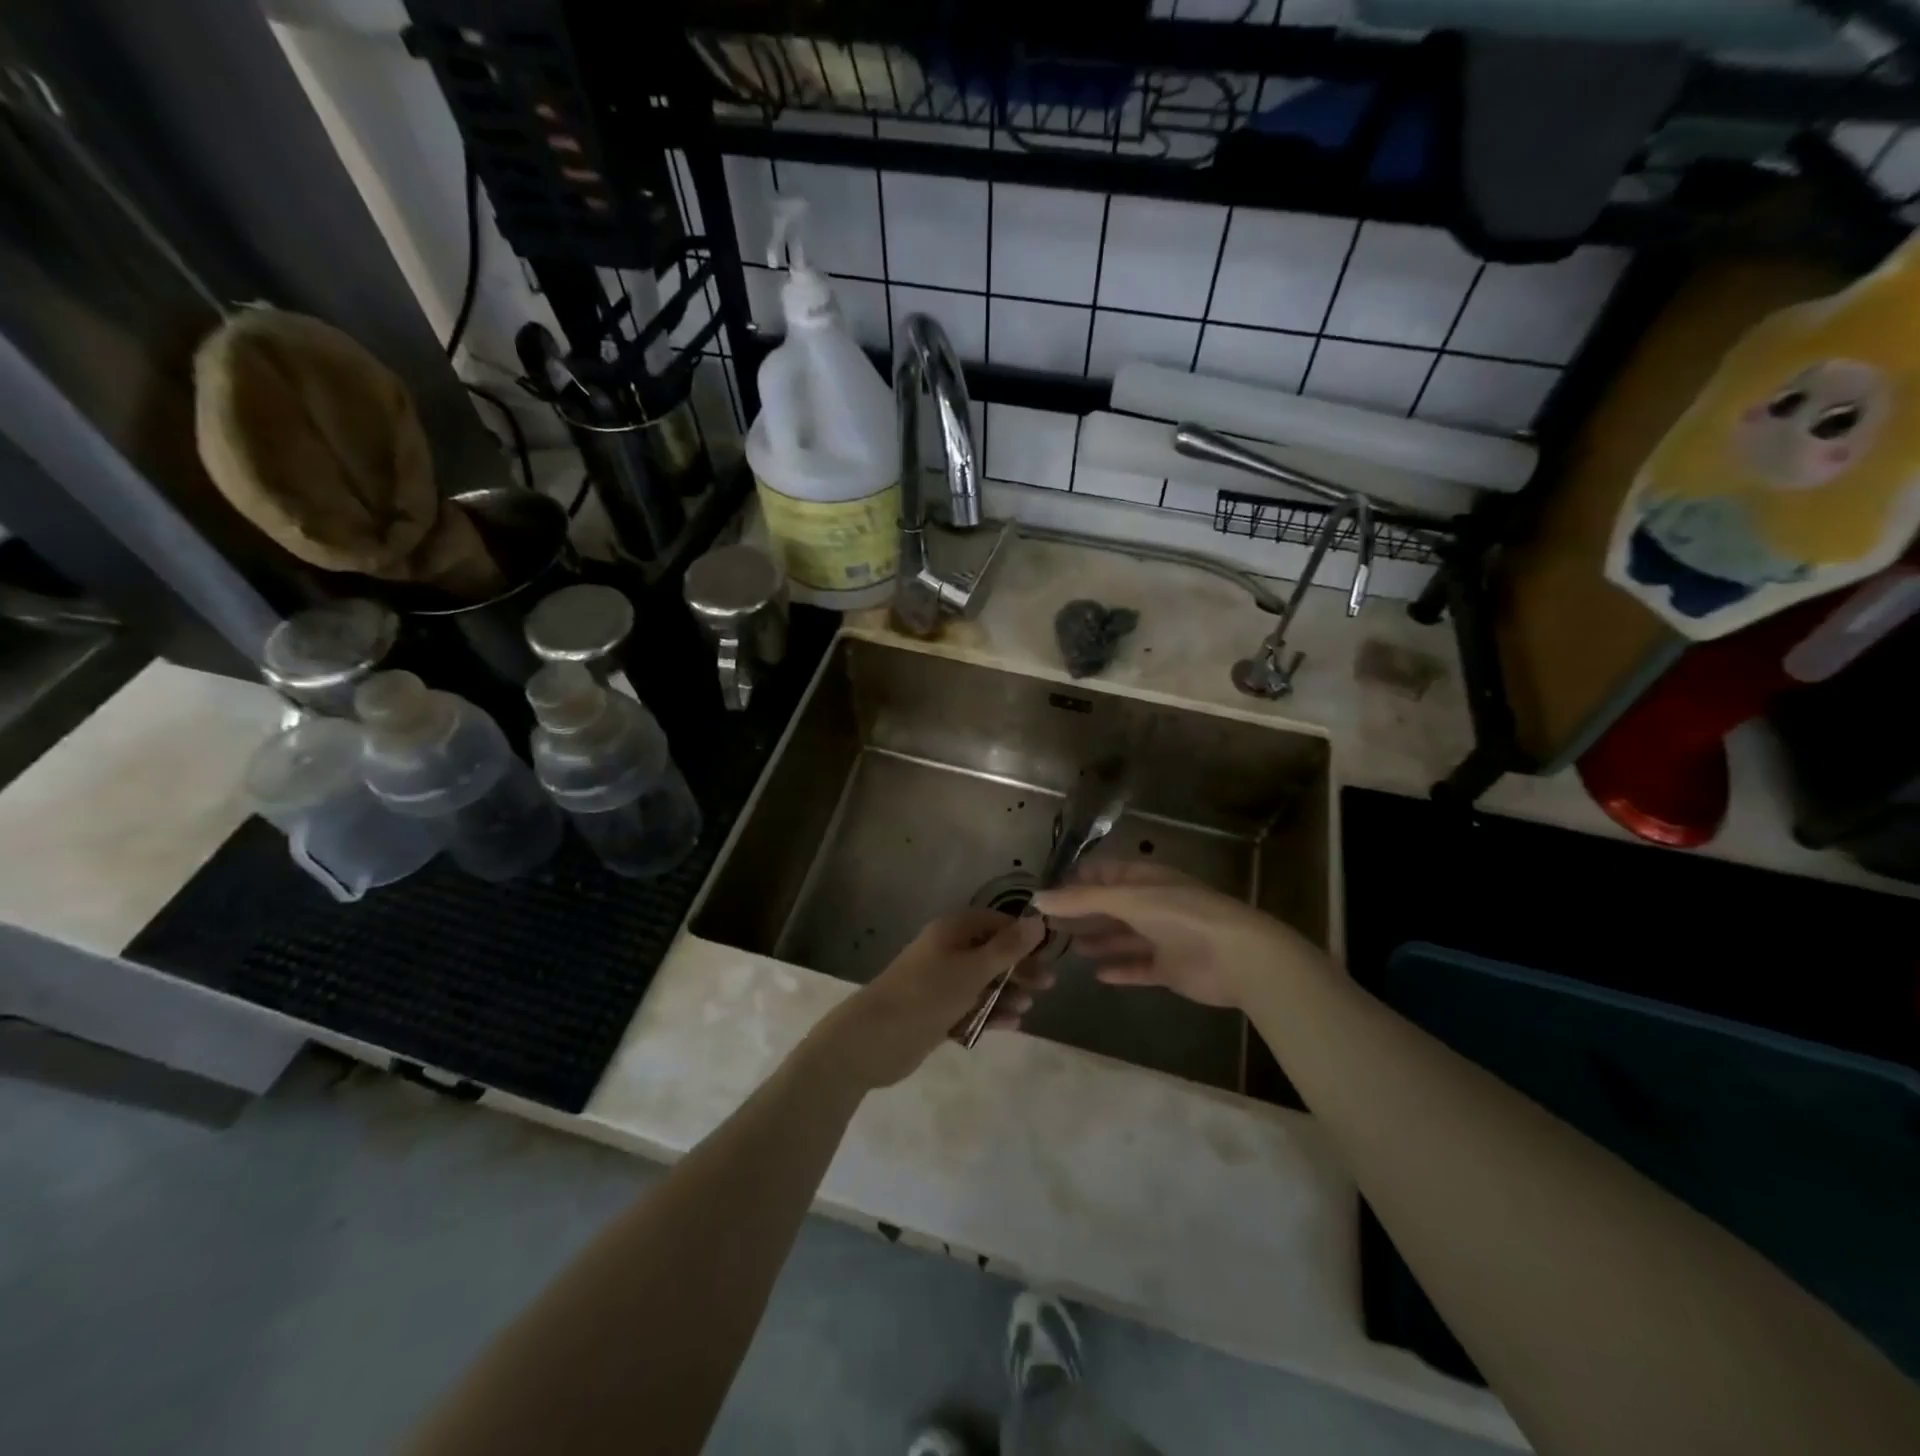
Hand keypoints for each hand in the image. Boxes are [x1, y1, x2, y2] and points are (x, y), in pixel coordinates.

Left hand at [810, 909, 1049, 1089]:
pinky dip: (989, 1013)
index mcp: (952, 931)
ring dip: (1006, 992)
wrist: (873, 1039)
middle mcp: (946, 951)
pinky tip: (1012, 1025)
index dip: (1022, 934)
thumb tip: (1037, 921)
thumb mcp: (972, 970)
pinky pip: (970, 1007)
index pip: (995, 922)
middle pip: (991, 953)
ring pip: (982, 982)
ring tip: (1027, 1007)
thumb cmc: (926, 994)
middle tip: (1047, 984)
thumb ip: (1007, 948)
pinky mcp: (936, 1011)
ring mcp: (940, 982)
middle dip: (1018, 967)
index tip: (1048, 951)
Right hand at [1034, 860, 1322, 1009]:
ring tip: (1065, 947)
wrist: (1238, 956)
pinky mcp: (1170, 968)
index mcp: (1144, 879)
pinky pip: (1138, 967)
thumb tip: (1036, 898)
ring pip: (1121, 937)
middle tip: (1045, 925)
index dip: (1074, 881)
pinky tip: (1097, 974)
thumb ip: (1081, 900)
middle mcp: (1151, 904)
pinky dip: (1120, 969)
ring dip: (1096, 940)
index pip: (1102, 874)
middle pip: (1109, 907)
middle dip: (1080, 913)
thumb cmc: (1181, 915)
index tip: (1044, 894)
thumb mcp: (1127, 900)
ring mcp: (1162, 936)